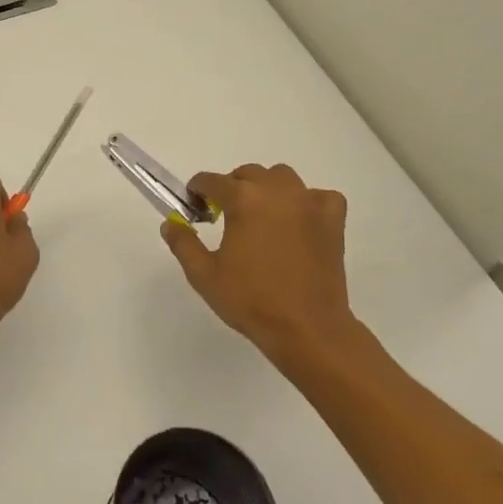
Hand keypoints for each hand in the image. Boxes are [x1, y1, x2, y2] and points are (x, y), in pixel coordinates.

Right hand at [160, 163, 358, 363]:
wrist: (307, 329)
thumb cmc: (251, 300)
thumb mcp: (204, 275)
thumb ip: (183, 243)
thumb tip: (170, 223)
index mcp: (243, 199)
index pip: (211, 180)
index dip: (197, 191)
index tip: (194, 206)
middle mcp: (276, 191)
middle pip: (247, 174)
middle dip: (232, 187)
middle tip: (225, 215)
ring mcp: (308, 203)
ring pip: (282, 177)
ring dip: (267, 188)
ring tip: (261, 214)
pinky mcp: (332, 221)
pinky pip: (320, 196)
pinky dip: (308, 201)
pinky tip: (300, 220)